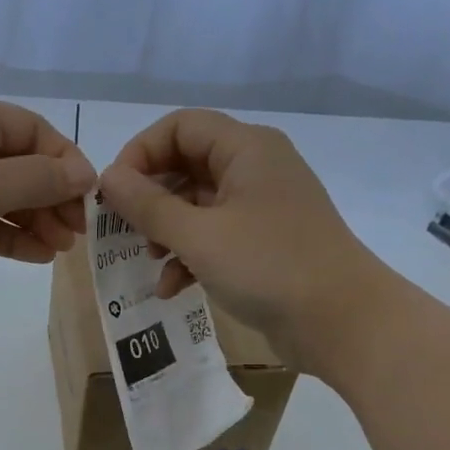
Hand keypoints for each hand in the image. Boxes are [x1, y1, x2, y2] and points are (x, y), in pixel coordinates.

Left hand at [0, 92, 95, 312]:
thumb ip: (38, 180)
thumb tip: (84, 174)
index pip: (33, 131)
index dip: (65, 163)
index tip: (88, 201)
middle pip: (20, 166)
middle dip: (52, 197)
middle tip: (76, 235)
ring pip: (2, 200)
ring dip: (34, 221)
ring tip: (60, 249)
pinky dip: (8, 239)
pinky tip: (36, 256)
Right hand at [97, 108, 384, 372]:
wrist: (342, 322)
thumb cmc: (268, 267)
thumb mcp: (199, 236)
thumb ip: (148, 205)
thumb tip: (108, 177)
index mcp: (246, 149)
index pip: (180, 127)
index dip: (141, 153)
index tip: (114, 193)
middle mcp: (255, 168)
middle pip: (187, 164)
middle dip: (151, 197)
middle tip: (124, 229)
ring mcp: (262, 208)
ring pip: (198, 204)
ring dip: (167, 230)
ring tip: (150, 260)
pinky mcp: (264, 244)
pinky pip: (216, 236)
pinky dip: (190, 256)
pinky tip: (172, 287)